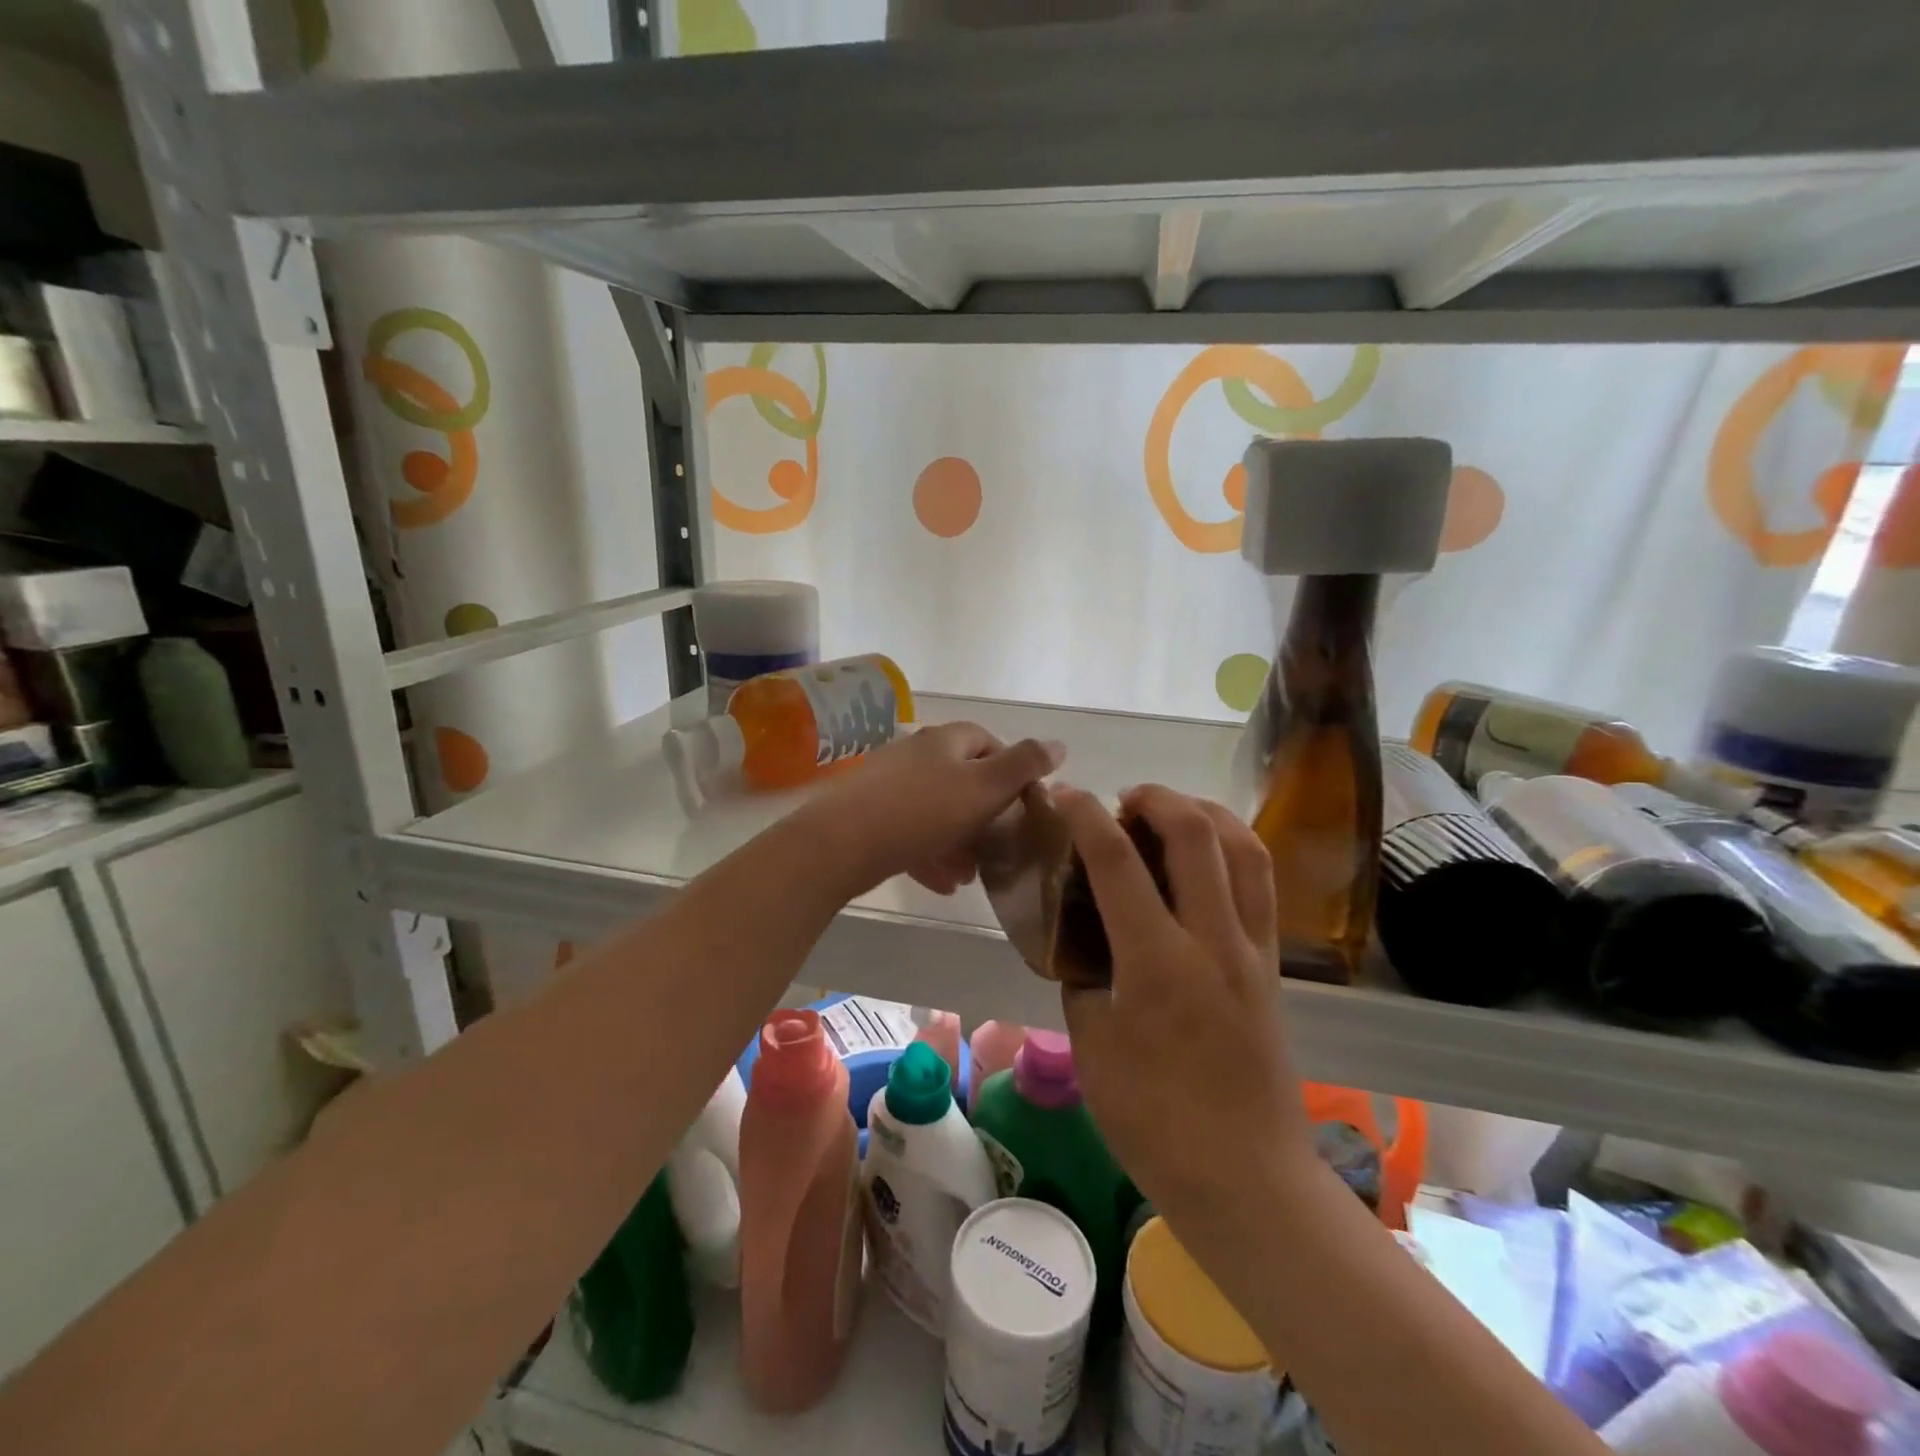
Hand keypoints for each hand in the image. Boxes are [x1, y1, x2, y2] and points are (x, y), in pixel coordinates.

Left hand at [797, 723, 1063, 897]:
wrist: (841, 843)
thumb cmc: (922, 811)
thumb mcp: (984, 787)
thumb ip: (1024, 765)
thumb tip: (1059, 744)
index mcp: (944, 741)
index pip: (987, 740)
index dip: (1011, 769)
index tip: (1023, 804)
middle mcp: (915, 754)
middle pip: (961, 779)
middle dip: (984, 815)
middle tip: (999, 847)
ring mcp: (888, 783)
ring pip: (936, 810)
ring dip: (958, 840)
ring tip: (972, 875)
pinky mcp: (869, 815)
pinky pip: (909, 831)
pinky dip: (930, 853)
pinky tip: (942, 883)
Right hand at [1054, 784, 1315, 1232]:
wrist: (1246, 1177)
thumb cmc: (1153, 1121)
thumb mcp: (1091, 1044)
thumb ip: (1083, 977)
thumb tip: (1083, 939)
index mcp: (1156, 962)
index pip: (1116, 860)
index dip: (1084, 815)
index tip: (1063, 795)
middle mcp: (1212, 940)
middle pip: (1194, 832)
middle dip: (1154, 797)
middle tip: (1121, 802)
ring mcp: (1252, 949)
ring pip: (1244, 847)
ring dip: (1203, 812)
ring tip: (1170, 814)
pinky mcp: (1274, 964)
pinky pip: (1261, 884)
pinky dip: (1233, 848)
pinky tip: (1207, 858)